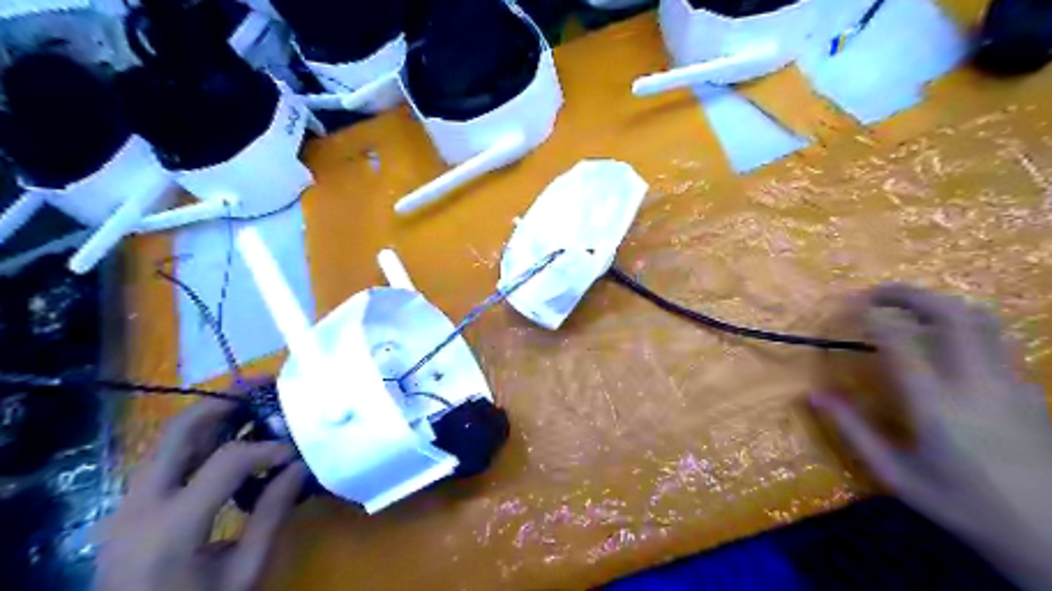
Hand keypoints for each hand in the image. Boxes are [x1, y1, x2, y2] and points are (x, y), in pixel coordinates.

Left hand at [94, 396, 309, 590]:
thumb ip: (273, 514)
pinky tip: (231, 441)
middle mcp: (140, 506)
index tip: (296, 450)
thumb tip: (302, 465)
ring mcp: (128, 505)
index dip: (268, 447)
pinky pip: (167, 459)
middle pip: (179, 431)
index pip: (227, 461)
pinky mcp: (131, 508)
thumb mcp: (245, 571)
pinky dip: (201, 441)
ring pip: (169, 440)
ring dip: (213, 417)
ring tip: (252, 404)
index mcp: (172, 528)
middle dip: (225, 401)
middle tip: (264, 387)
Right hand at [812, 285, 1050, 590]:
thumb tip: (814, 395)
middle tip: (878, 293)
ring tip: (909, 308)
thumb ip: (853, 430)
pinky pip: (995, 341)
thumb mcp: (896, 475)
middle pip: (950, 314)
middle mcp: (976, 384)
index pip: (901, 341)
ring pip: (982, 320)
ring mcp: (1010, 383)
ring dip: (940, 303)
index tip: (850, 307)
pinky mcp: (1029, 389)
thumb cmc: (963, 506)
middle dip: (910, 293)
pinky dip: (963, 326)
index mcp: (936, 405)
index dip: (873, 315)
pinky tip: (944, 344)